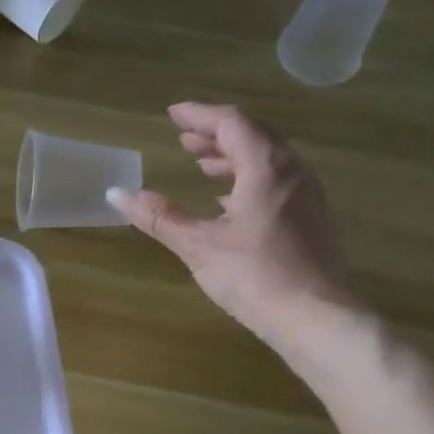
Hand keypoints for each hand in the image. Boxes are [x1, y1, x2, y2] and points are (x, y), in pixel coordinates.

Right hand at [109, 102, 358, 345]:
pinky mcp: (313, 219)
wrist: (316, 318)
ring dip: (234, 157)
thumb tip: (116, 193)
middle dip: (216, 135)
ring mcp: (308, 194)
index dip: (199, 115)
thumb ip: (160, 217)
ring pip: (269, 160)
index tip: (173, 115)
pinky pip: (279, 182)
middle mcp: (293, 170)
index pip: (231, 122)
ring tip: (204, 167)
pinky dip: (250, 180)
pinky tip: (232, 203)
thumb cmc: (255, 277)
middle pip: (253, 136)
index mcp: (266, 166)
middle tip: (185, 140)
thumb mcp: (199, 246)